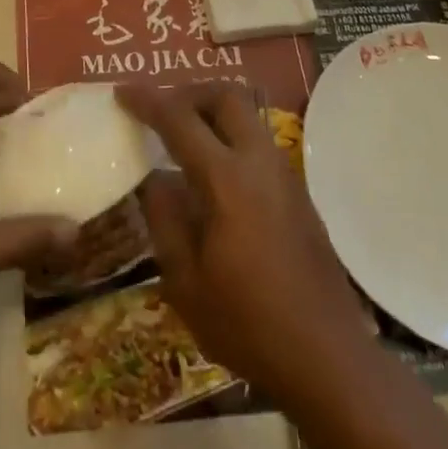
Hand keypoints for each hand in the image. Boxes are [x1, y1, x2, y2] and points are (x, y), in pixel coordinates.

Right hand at [121, 82, 370, 409]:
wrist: (327, 356)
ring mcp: (285, 175)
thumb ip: (165, 219)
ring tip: (182, 137)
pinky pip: (258, 143)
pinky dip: (230, 136)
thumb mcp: (185, 281)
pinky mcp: (298, 193)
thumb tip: (152, 178)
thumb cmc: (247, 323)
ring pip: (247, 116)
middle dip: (188, 92)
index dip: (148, 101)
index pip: (180, 121)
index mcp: (227, 181)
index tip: (121, 92)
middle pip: (226, 97)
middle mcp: (260, 163)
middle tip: (160, 109)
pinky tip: (213, 173)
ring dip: (212, 112)